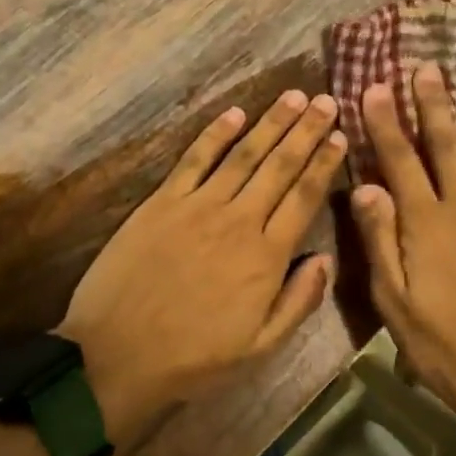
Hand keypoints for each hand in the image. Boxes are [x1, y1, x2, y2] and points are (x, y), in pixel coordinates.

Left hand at [58, 91, 343, 445]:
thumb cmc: (193, 358)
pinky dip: (215, 133)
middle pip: (280, 166)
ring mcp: (199, 206)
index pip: (304, 197)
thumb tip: (327, 258)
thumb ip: (299, 301)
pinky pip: (195, 159)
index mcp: (266, 256)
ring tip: (294, 96)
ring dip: (272, 123)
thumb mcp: (259, 348)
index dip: (325, 163)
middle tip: (326, 100)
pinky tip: (235, 112)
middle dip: (306, 130)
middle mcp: (239, 220)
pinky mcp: (163, 201)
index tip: (340, 136)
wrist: (115, 356)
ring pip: (244, 154)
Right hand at [351, 65, 455, 421]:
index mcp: (426, 222)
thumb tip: (365, 185)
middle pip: (447, 146)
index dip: (386, 122)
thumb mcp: (392, 299)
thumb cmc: (439, 341)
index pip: (400, 160)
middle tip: (428, 67)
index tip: (376, 86)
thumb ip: (379, 239)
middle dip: (434, 104)